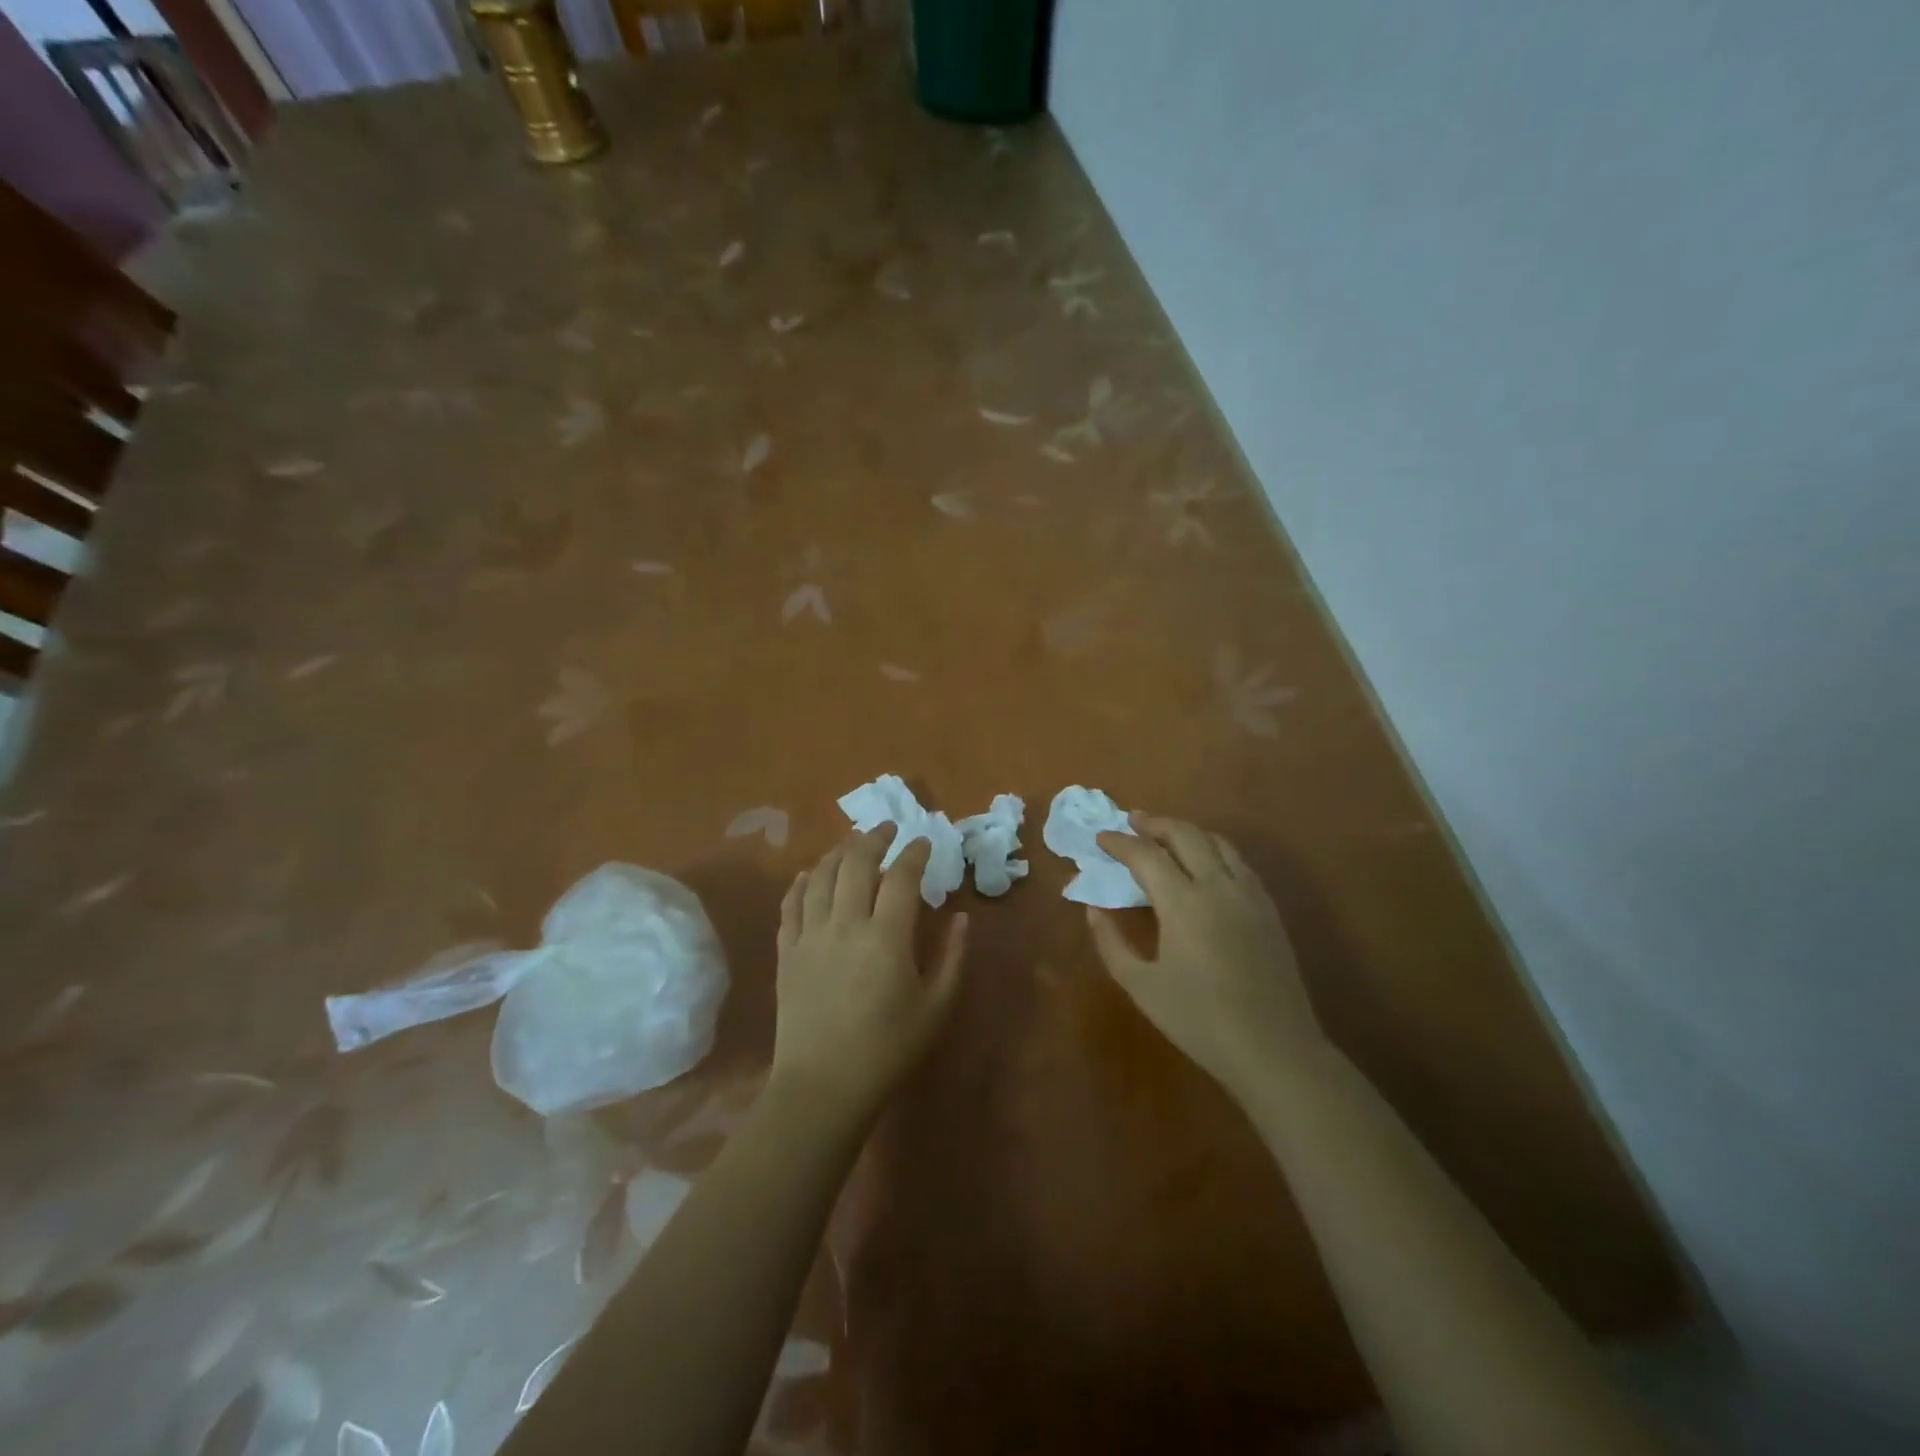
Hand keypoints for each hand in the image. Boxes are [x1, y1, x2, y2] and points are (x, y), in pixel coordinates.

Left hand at [771, 827, 968, 1118]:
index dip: (914, 853)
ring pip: (819, 876)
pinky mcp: (786, 952)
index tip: (924, 842)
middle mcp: (845, 924)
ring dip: (837, 852)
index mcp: (887, 936)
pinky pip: (790, 904)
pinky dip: (800, 882)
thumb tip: (961, 917)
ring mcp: (810, 935)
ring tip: (851, 843)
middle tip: (887, 828)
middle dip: (873, 838)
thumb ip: (953, 957)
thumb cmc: (888, 1049)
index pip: (901, 876)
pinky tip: (807, 874)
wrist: (823, 1086)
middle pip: (856, 863)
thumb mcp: (936, 1008)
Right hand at [1089, 814, 1324, 1099]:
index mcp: (1183, 903)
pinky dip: (1214, 850)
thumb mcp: (1141, 986)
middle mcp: (1218, 886)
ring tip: (1166, 835)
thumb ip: (1112, 943)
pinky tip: (1205, 863)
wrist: (1274, 1049)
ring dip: (1187, 831)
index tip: (1100, 838)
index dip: (1119, 842)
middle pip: (1185, 835)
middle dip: (1155, 824)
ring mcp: (1249, 895)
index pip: (1145, 855)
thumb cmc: (1199, 1021)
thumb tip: (1095, 909)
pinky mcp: (1269, 909)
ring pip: (1217, 842)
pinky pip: (1239, 862)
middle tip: (1132, 821)